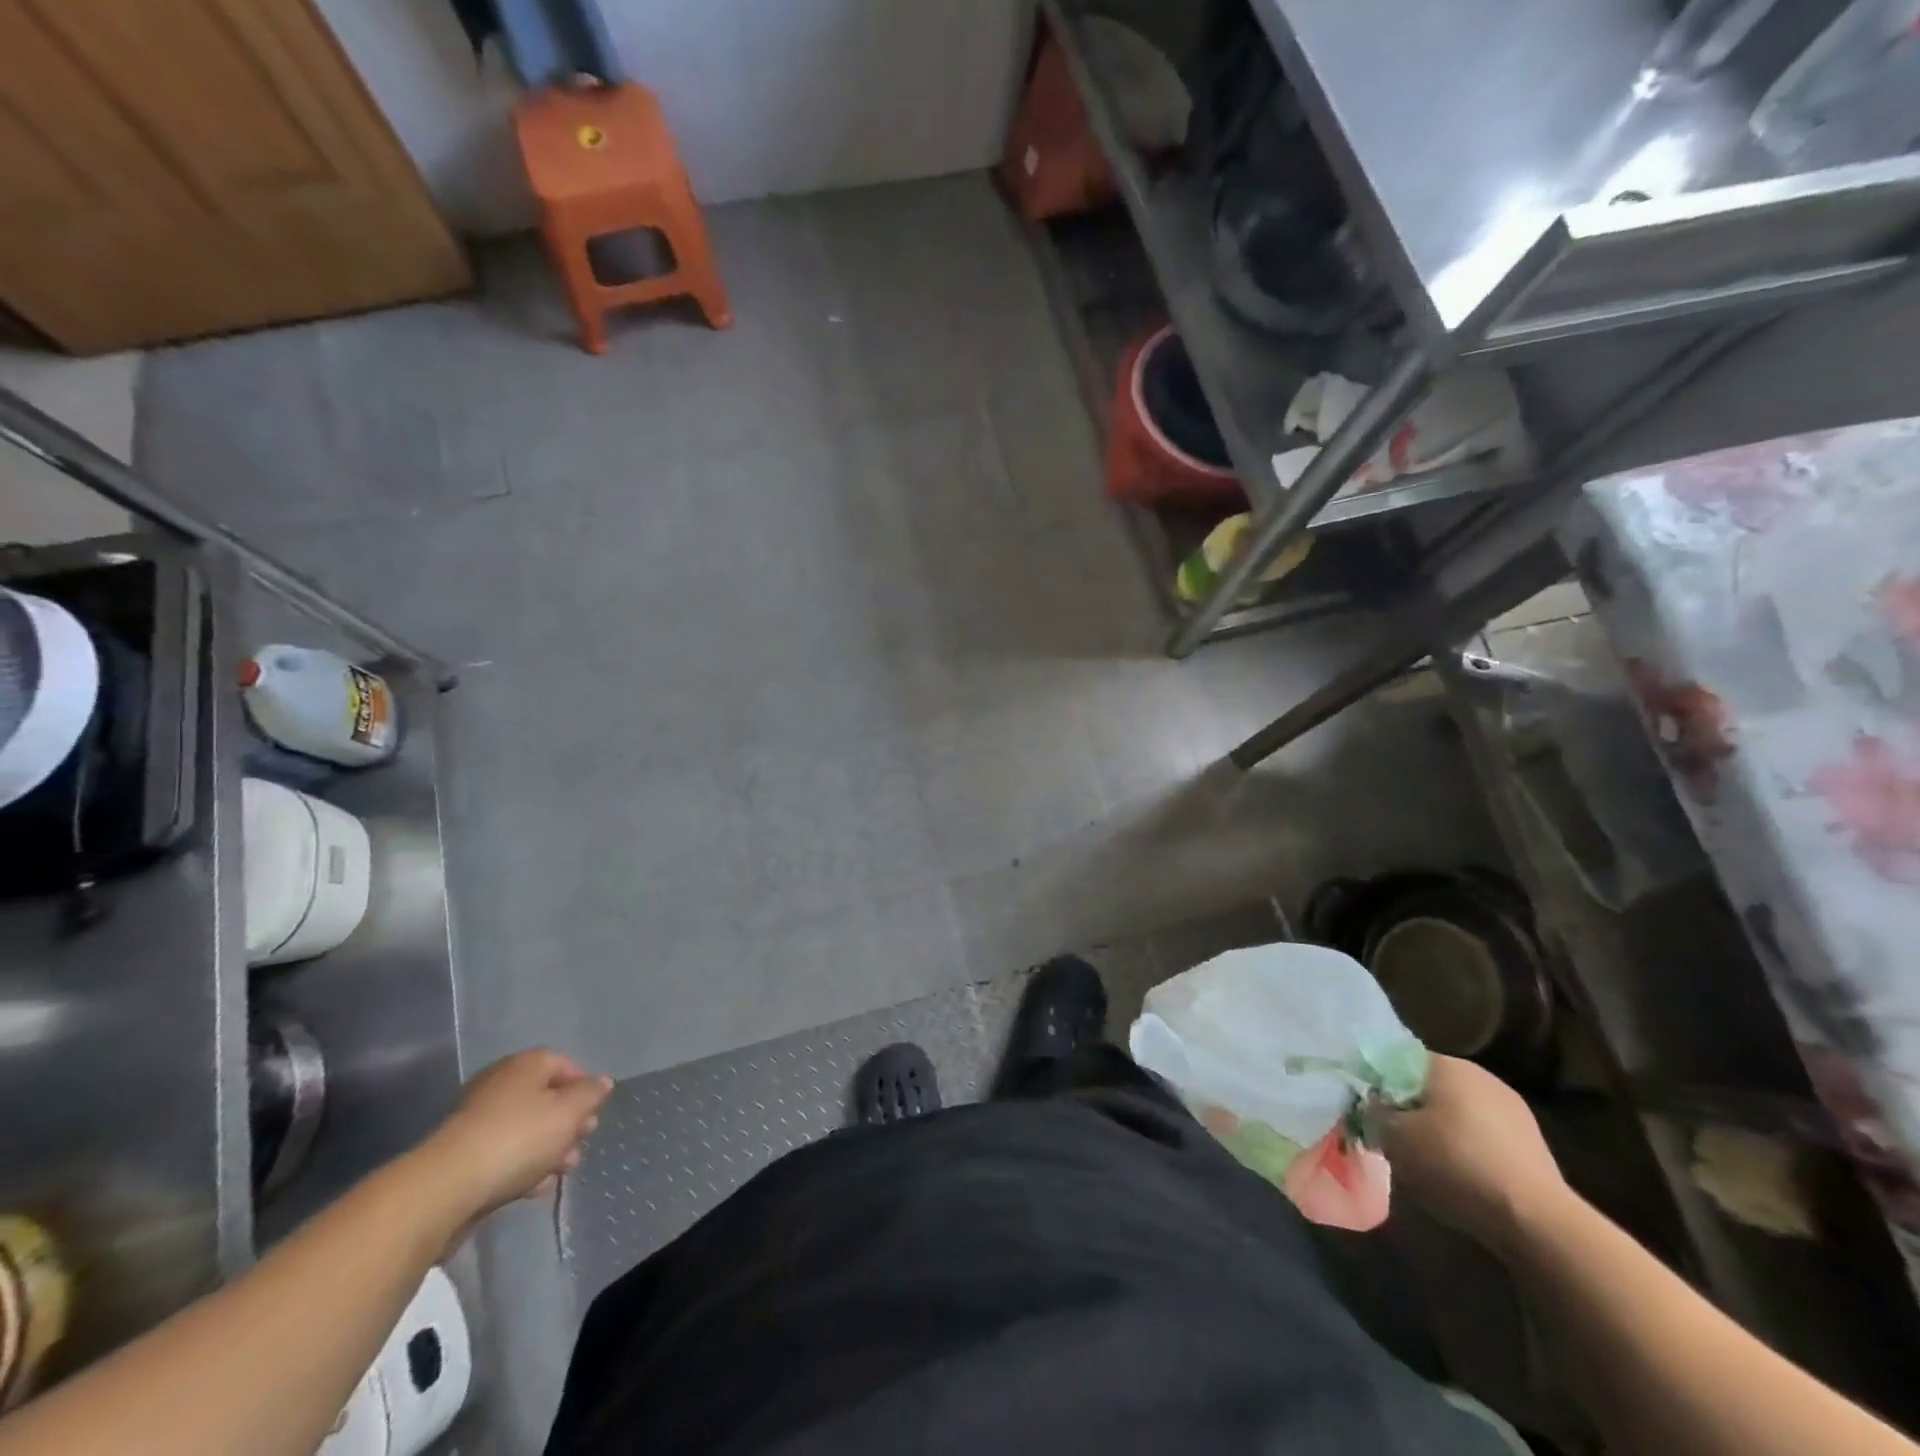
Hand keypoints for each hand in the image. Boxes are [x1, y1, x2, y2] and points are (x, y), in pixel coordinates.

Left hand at [422, 1049, 613, 1222]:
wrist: (445, 1189)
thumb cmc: (518, 1138)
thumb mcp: (569, 1112)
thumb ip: (591, 1094)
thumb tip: (602, 1082)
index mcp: (525, 1065)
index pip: (564, 1065)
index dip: (584, 1088)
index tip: (595, 1114)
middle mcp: (500, 1084)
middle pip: (545, 1098)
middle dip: (568, 1123)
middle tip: (581, 1145)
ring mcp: (477, 1120)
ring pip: (525, 1129)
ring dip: (548, 1149)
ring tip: (562, 1172)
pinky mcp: (462, 1156)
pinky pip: (503, 1154)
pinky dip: (523, 1167)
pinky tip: (536, 1188)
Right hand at [1367, 1054, 1571, 1252]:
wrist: (1537, 1222)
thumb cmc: (1454, 1165)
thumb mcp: (1392, 1137)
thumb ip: (1373, 1111)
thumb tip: (1371, 1103)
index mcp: (1445, 1064)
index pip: (1397, 1060)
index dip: (1378, 1084)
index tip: (1369, 1110)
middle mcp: (1479, 1075)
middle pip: (1429, 1085)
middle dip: (1410, 1107)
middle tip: (1393, 1137)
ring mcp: (1512, 1108)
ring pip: (1458, 1110)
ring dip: (1440, 1128)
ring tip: (1426, 1160)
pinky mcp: (1532, 1142)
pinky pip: (1483, 1134)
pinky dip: (1467, 1147)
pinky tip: (1461, 1175)